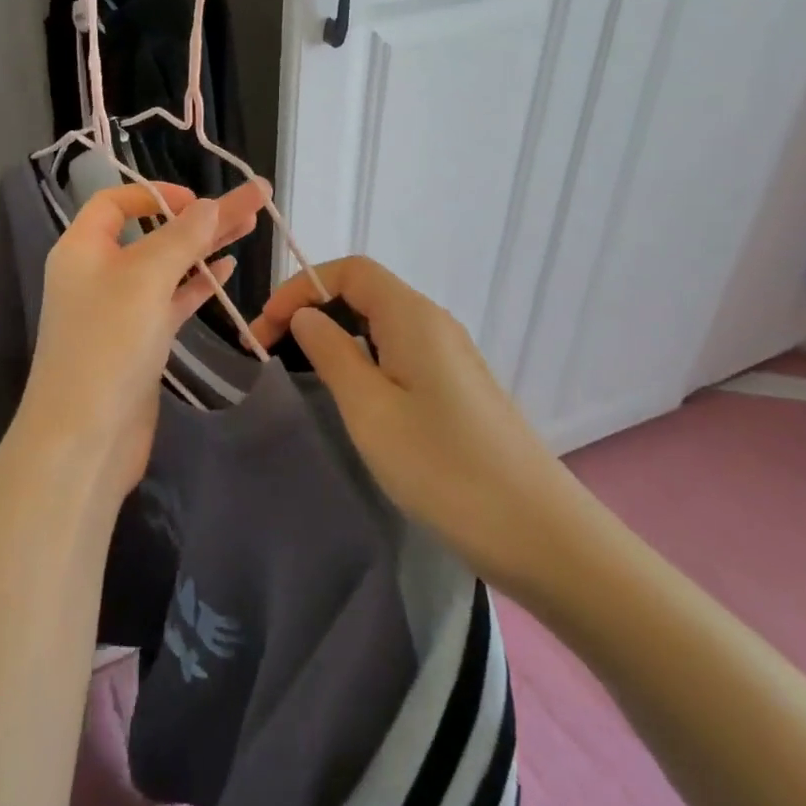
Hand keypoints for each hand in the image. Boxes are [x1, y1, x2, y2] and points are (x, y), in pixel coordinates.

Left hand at [23, 177, 268, 491]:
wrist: (84, 438)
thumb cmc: (108, 344)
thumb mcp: (145, 279)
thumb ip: (181, 237)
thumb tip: (210, 204)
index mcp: (82, 248)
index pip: (115, 202)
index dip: (156, 193)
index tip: (199, 200)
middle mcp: (98, 272)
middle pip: (152, 231)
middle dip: (200, 217)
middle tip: (252, 201)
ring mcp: (119, 308)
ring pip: (167, 266)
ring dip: (205, 247)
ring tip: (250, 226)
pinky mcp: (138, 340)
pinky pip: (170, 300)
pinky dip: (197, 284)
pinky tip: (226, 268)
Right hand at [250, 256, 584, 594]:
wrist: (540, 534)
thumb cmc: (444, 467)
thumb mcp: (370, 409)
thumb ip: (331, 352)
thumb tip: (307, 315)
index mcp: (412, 316)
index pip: (350, 270)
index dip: (301, 287)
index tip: (265, 327)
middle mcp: (434, 324)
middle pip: (364, 292)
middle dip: (312, 309)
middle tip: (271, 350)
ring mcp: (451, 357)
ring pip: (381, 325)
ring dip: (336, 335)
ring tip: (302, 370)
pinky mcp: (458, 388)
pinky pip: (399, 352)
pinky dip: (363, 358)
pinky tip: (352, 396)